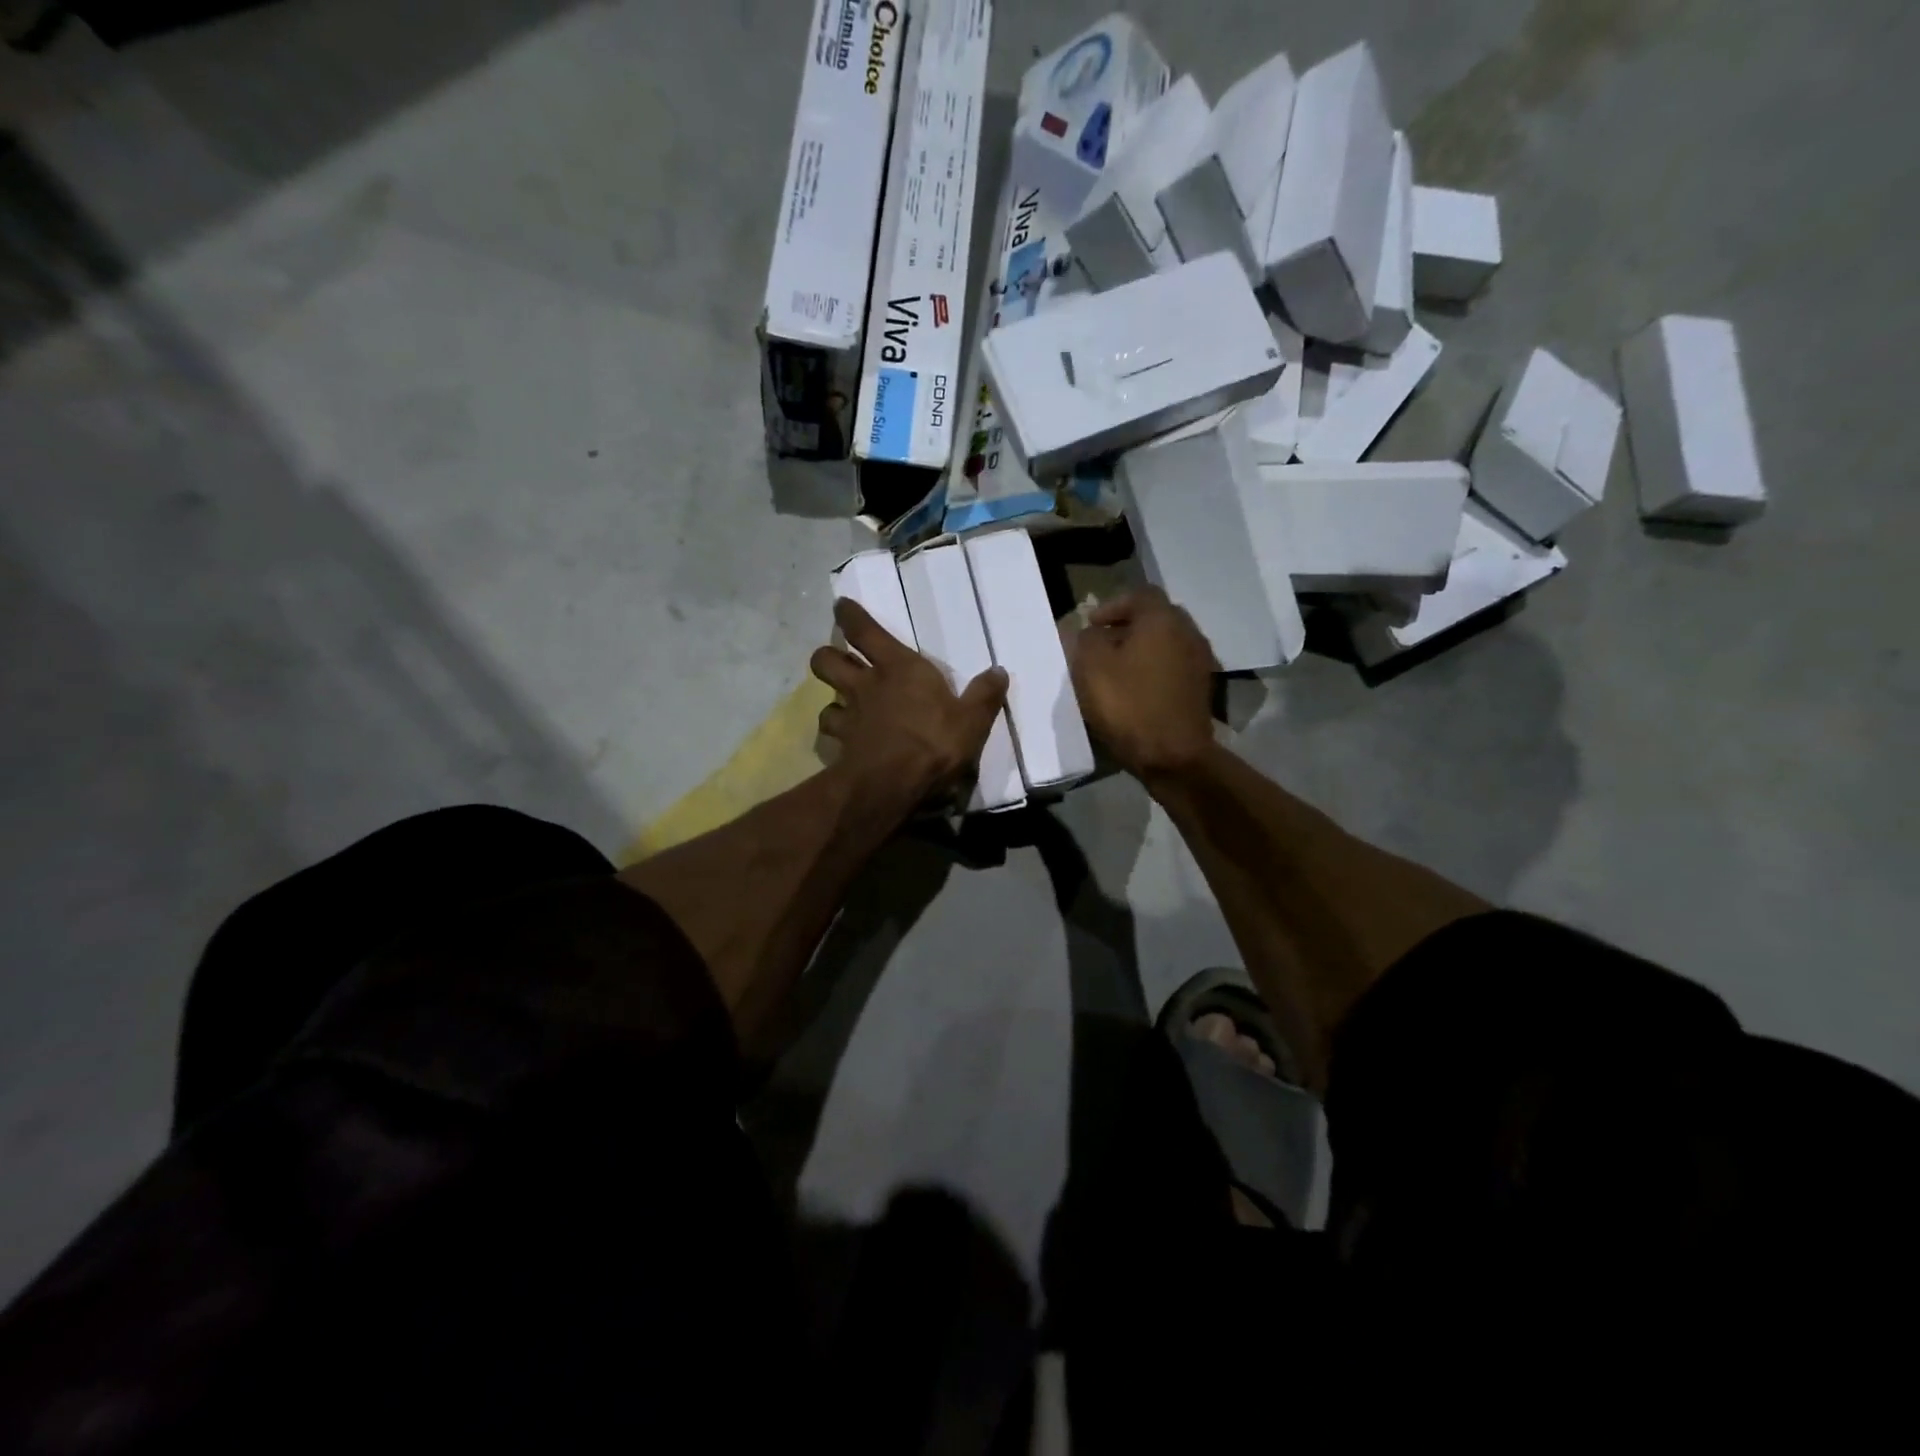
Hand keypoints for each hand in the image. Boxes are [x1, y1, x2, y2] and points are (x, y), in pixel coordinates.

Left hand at [810, 598, 1007, 809]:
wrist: (892, 784)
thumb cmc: (934, 742)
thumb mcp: (972, 720)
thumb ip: (984, 695)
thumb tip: (999, 671)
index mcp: (899, 668)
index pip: (864, 630)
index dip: (850, 615)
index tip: (841, 606)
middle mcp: (866, 685)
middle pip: (826, 660)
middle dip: (827, 656)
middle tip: (838, 660)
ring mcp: (849, 716)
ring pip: (824, 698)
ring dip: (831, 699)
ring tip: (842, 706)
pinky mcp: (840, 746)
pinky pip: (829, 733)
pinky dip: (834, 734)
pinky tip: (844, 741)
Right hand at [1068, 587, 1216, 780]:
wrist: (1173, 756)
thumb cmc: (1128, 704)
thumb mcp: (1090, 666)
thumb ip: (1085, 639)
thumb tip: (1091, 633)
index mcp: (1162, 619)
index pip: (1139, 595)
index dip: (1112, 606)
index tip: (1090, 625)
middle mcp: (1188, 632)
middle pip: (1156, 618)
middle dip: (1128, 627)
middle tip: (1102, 645)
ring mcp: (1200, 662)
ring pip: (1166, 643)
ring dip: (1142, 650)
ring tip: (1117, 670)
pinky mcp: (1202, 689)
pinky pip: (1174, 667)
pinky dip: (1155, 670)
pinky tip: (1137, 690)